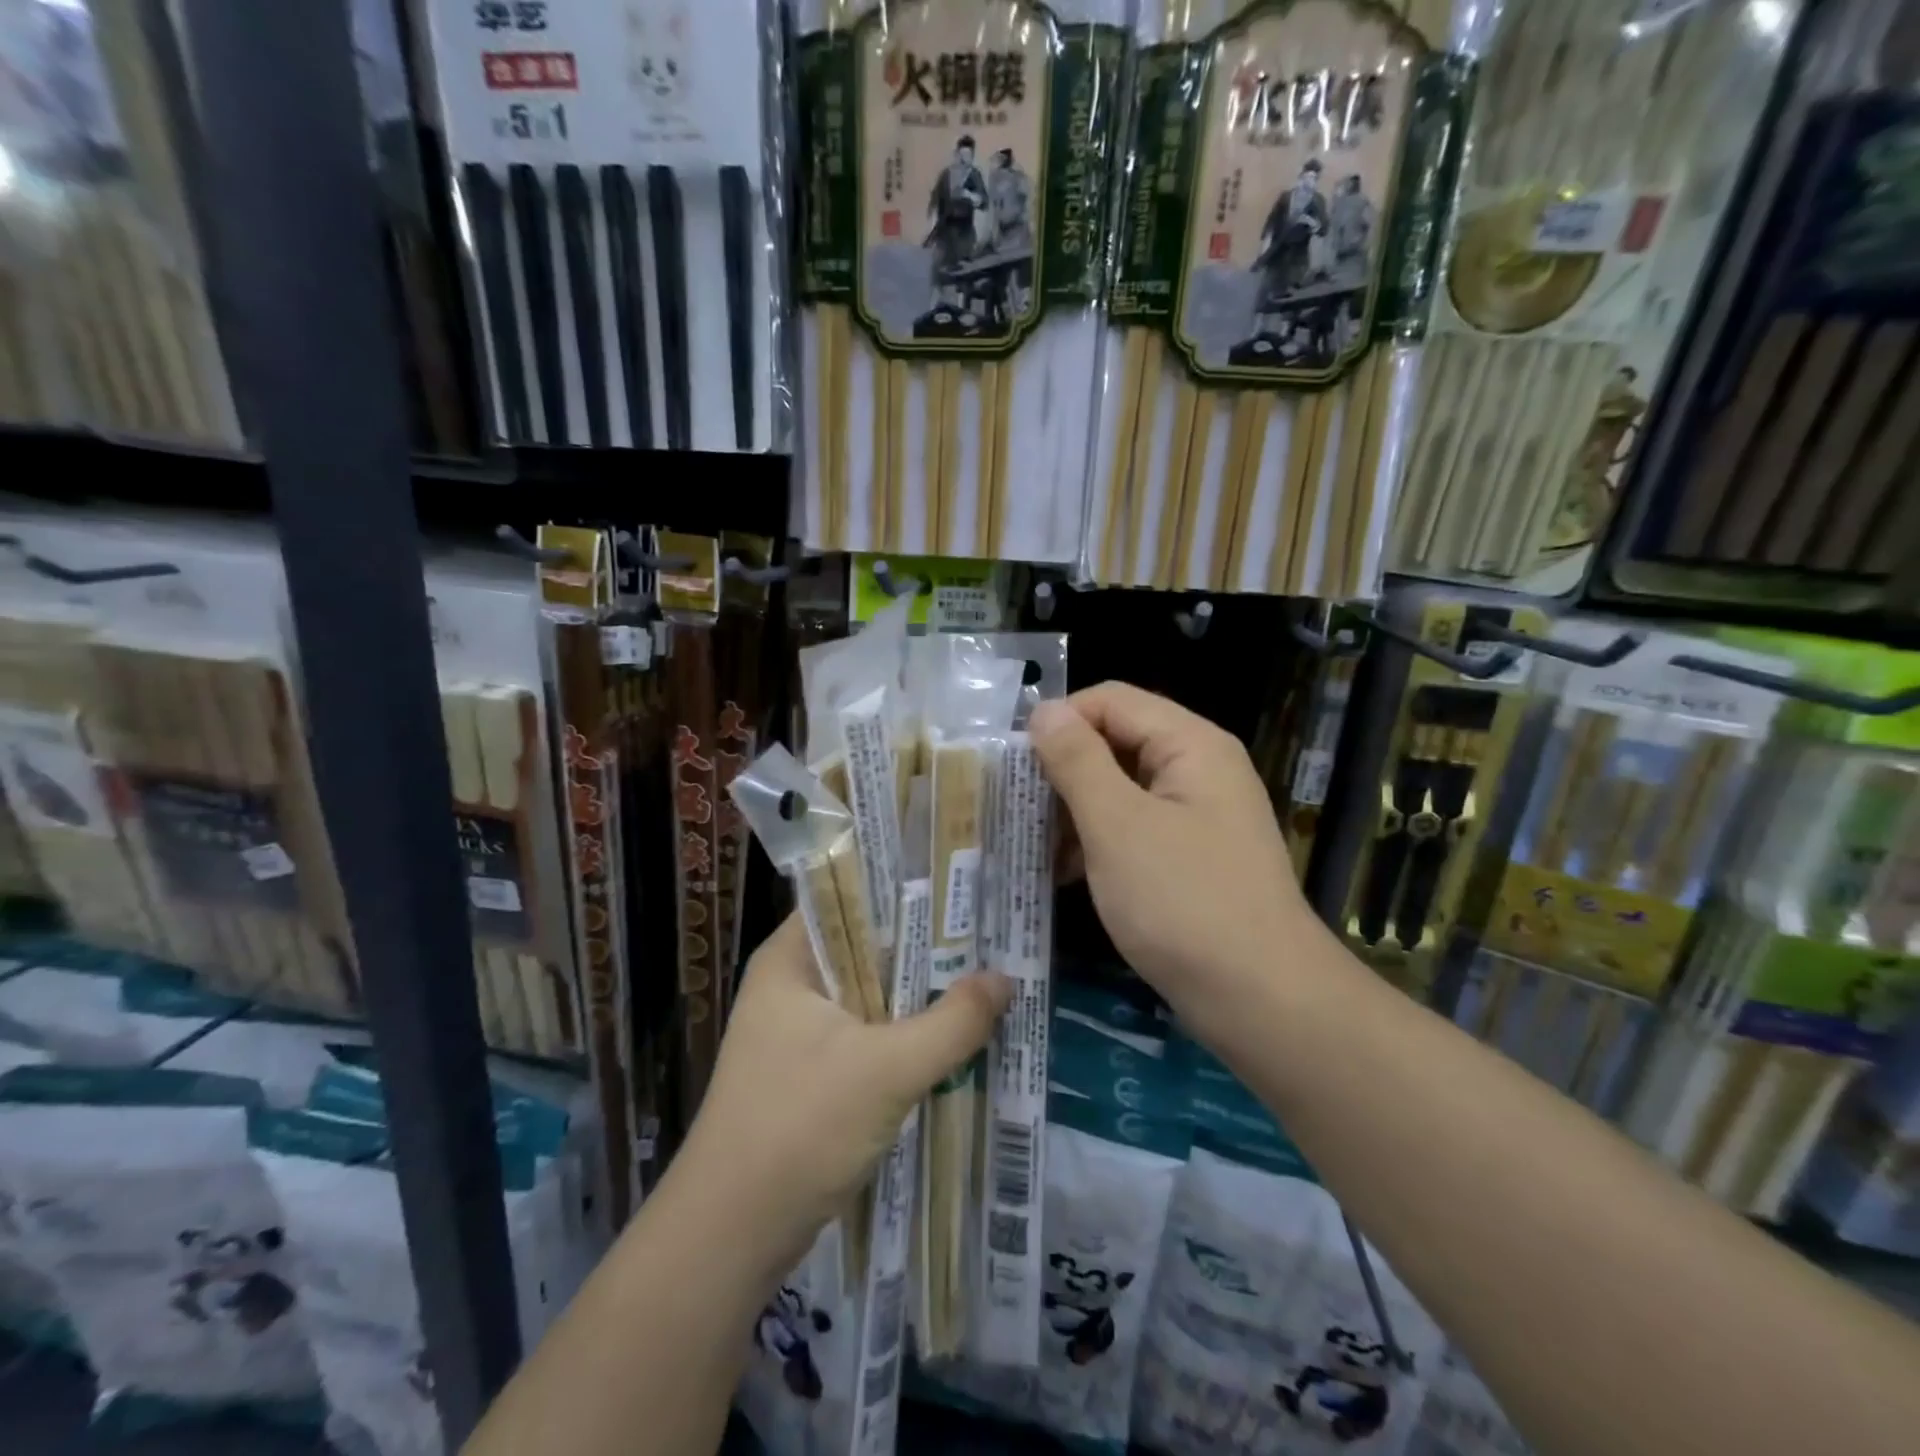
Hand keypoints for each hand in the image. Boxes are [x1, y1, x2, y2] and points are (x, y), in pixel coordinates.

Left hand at [676, 914, 1010, 1268]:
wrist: (730, 1238)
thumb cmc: (800, 1128)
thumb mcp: (888, 1069)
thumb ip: (953, 1022)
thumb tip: (1005, 979)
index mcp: (789, 959)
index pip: (851, 898)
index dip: (905, 890)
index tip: (961, 889)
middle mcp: (790, 984)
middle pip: (867, 948)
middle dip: (925, 948)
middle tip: (988, 934)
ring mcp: (797, 1031)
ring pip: (871, 995)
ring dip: (918, 995)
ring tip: (983, 976)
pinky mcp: (810, 1073)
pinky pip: (867, 1035)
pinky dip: (904, 1034)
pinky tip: (951, 1036)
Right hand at [1031, 684, 1315, 1015]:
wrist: (1261, 1001)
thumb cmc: (1183, 902)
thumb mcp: (1117, 825)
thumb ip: (1077, 760)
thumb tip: (1044, 710)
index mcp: (1190, 744)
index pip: (1111, 700)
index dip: (1059, 721)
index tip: (1012, 763)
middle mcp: (1198, 768)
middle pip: (1116, 741)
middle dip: (1063, 770)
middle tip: (1014, 807)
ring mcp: (1197, 815)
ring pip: (1121, 788)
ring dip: (1074, 810)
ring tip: (1032, 844)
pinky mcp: (1191, 856)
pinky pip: (1134, 828)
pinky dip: (1098, 841)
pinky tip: (1065, 872)